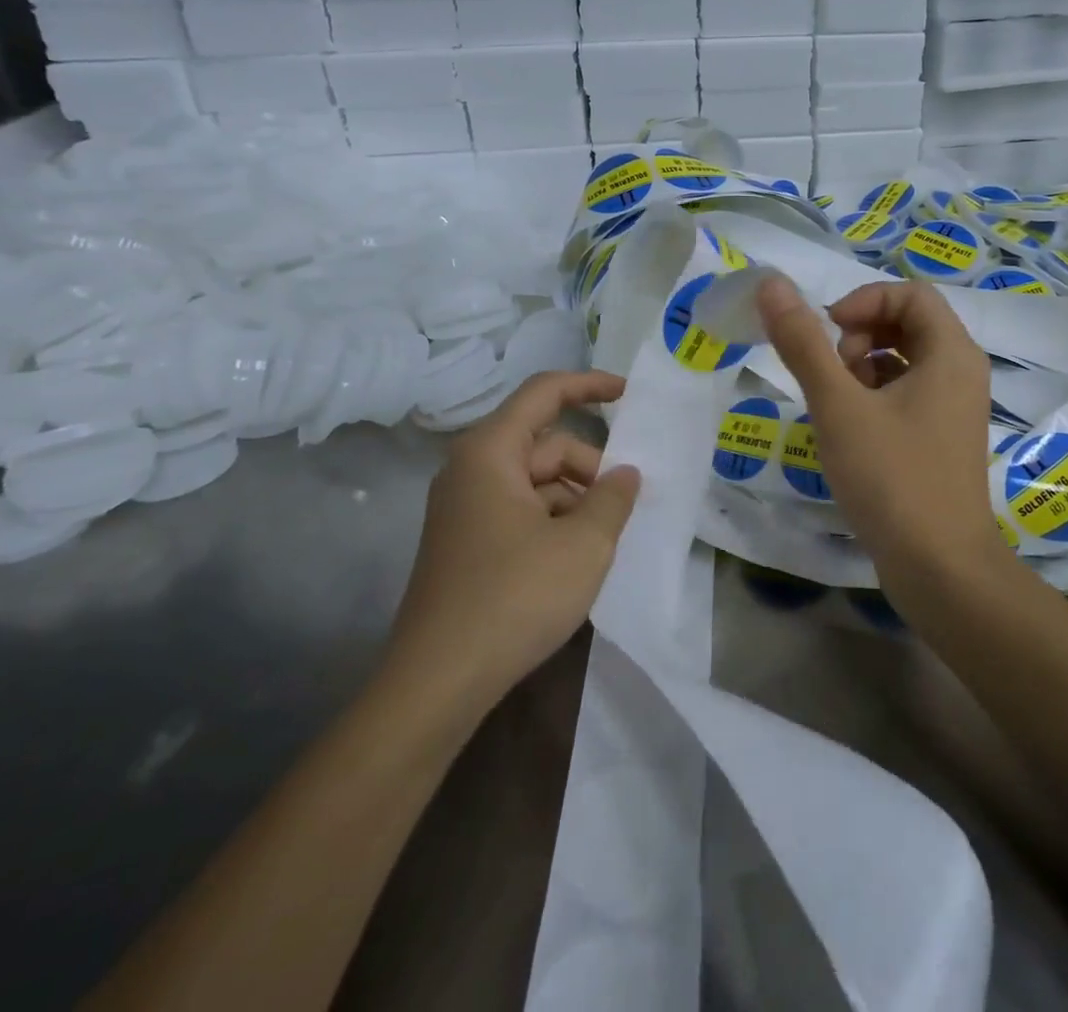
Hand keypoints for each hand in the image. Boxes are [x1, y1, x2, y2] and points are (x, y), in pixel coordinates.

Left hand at [391, 371, 641, 708]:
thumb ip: (612, 498)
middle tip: (628, 502)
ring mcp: (465, 508)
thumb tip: (626, 474)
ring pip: (535, 481)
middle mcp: (471, 470)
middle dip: (591, 466)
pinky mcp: (466, 542)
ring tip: (607, 538)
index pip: (544, 393)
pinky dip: (555, 521)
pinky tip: (578, 558)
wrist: (437, 683)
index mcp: (490, 452)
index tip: (629, 394)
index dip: (589, 385)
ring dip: (576, 498)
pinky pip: (520, 510)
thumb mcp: (583, 545)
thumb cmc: (515, 597)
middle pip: (544, 444)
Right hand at [757, 277, 1003, 586]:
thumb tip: (770, 282)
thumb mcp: (838, 405)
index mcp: (951, 353)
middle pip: (907, 322)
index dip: (862, 302)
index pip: (908, 293)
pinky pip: (908, 392)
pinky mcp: (943, 436)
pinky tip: (853, 431)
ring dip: (864, 366)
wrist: (940, 568)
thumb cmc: (891, 478)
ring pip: (904, 359)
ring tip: (840, 406)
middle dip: (861, 336)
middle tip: (834, 374)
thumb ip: (802, 342)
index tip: (828, 334)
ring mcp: (955, 407)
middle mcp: (962, 372)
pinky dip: (876, 396)